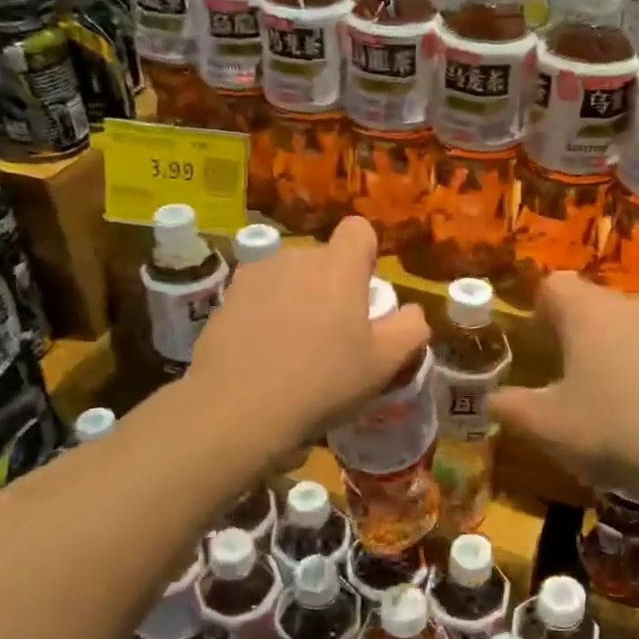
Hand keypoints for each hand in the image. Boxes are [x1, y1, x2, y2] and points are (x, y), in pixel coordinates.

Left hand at [187, 217, 428, 448]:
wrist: (239, 407)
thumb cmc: (323, 382)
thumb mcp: (384, 364)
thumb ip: (410, 329)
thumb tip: (412, 312)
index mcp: (339, 267)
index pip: (358, 230)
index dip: (365, 256)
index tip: (364, 294)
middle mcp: (297, 258)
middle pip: (323, 258)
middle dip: (332, 284)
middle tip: (333, 333)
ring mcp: (257, 275)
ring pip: (289, 276)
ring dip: (298, 297)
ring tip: (293, 345)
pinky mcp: (227, 297)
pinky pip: (259, 294)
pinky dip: (266, 312)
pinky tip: (263, 351)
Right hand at [491, 274, 638, 500]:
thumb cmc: (617, 429)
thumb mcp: (549, 428)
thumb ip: (512, 409)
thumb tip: (492, 400)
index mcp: (591, 313)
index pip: (556, 285)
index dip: (545, 307)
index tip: (543, 338)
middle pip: (604, 307)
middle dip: (591, 336)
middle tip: (585, 381)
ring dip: (635, 354)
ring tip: (633, 403)